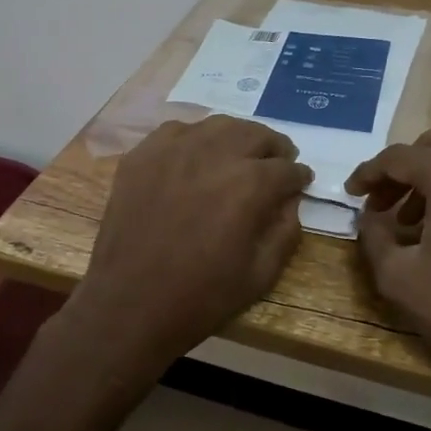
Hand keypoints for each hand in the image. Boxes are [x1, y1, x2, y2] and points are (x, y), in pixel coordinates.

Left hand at [65, 116, 311, 384]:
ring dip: (238, 138)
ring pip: (218, 124)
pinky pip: (178, 131)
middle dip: (275, 148)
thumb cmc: (201, 297)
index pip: (287, 169)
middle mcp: (214, 154)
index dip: (299, 177)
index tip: (301, 183)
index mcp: (249, 185)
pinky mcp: (143, 155)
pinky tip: (196, 157)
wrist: (129, 306)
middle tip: (276, 164)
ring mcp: (174, 150)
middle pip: (257, 134)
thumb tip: (290, 201)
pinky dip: (195, 138)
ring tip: (240, 156)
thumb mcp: (261, 274)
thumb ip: (286, 231)